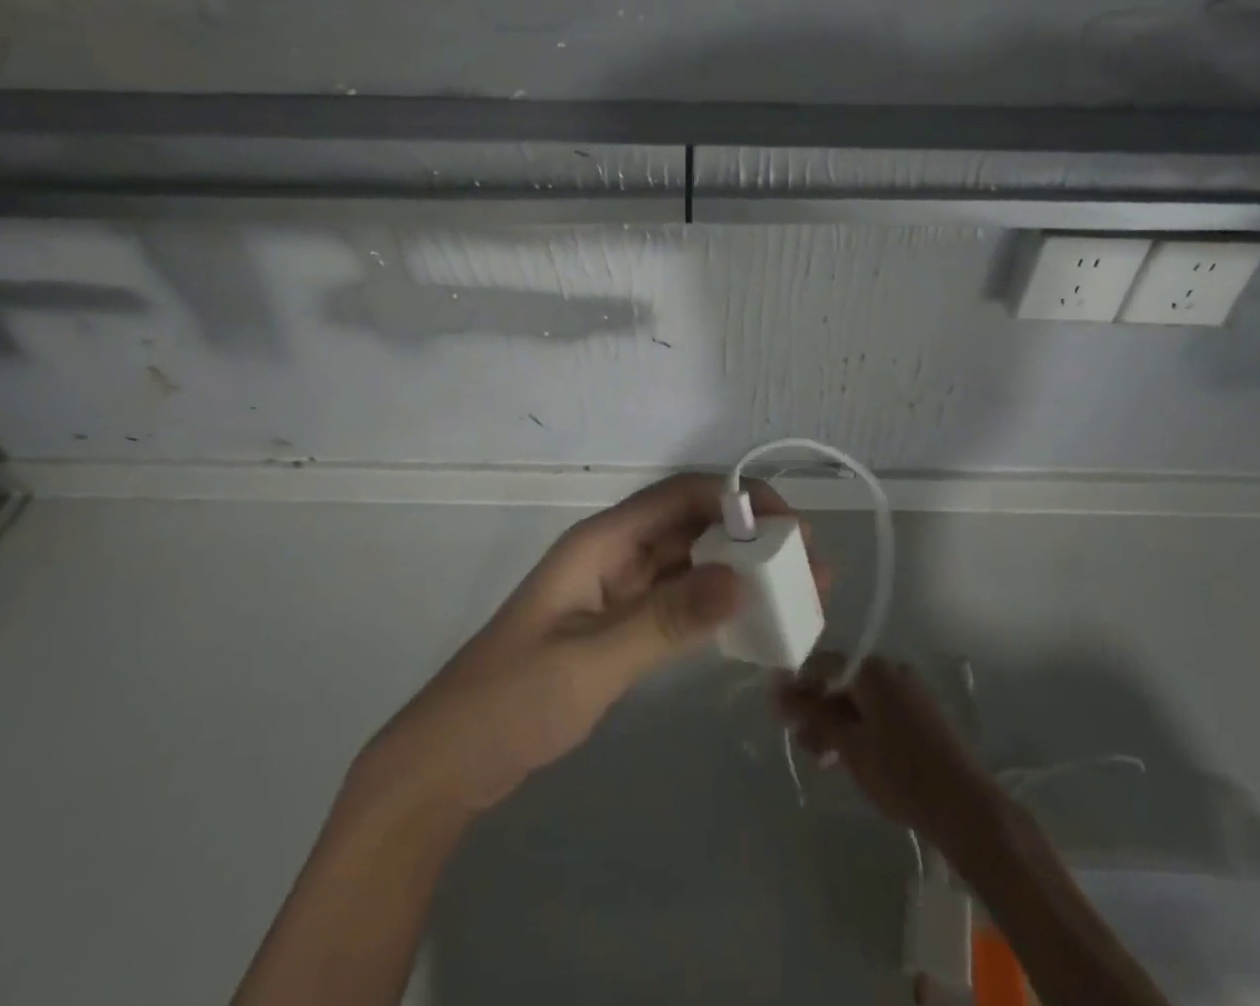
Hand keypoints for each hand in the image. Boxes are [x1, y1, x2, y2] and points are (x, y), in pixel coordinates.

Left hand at [364, 473, 789, 815]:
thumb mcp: (591, 662)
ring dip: (739, 571)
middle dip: (750, 536)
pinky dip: (715, 605)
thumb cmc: (511, 701)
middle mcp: (614, 555)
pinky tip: (752, 621)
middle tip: (810, 565)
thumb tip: (740, 577)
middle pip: (692, 526)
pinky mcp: (620, 627)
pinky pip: (678, 601)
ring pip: (689, 564)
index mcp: (601, 543)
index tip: (792, 524)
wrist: (450, 762)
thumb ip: (665, 620)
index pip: (680, 497)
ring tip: (797, 591)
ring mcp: (617, 592)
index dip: (737, 498)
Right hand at [776, 654, 997, 844]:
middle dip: (817, 709)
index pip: (821, 664)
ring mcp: (910, 690)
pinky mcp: (922, 713)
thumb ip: (812, 714)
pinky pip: (880, 710)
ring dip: (837, 722)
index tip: (779, 713)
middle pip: (841, 680)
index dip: (797, 686)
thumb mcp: (848, 744)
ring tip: (823, 758)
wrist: (966, 807)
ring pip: (860, 698)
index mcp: (872, 668)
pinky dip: (860, 727)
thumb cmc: (900, 772)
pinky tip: (852, 756)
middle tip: (801, 743)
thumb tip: (776, 690)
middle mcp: (891, 669)